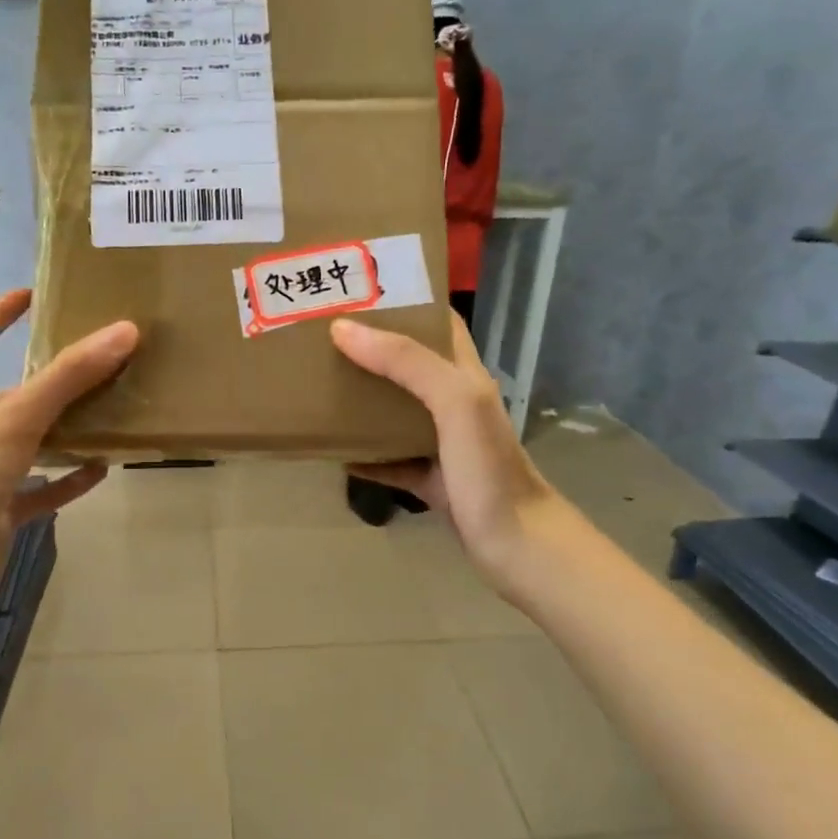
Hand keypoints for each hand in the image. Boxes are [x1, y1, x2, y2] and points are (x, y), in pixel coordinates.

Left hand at [0, 289, 137, 622]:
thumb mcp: (16, 417)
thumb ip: (70, 376)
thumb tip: (125, 331)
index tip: (29, 297)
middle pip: (8, 394)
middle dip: (48, 378)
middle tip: (95, 362)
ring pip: (29, 443)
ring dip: (64, 430)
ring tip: (110, 413)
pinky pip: (39, 490)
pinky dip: (66, 480)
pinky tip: (100, 470)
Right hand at [331, 310, 567, 597]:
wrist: (517, 546)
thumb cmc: (488, 467)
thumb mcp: (454, 402)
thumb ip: (406, 362)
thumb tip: (344, 329)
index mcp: (465, 376)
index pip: (439, 324)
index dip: (405, 303)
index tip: (357, 292)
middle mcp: (455, 403)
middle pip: (409, 365)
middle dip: (371, 350)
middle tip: (322, 339)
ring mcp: (443, 444)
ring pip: (397, 412)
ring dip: (364, 400)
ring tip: (320, 385)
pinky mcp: (432, 480)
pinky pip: (391, 460)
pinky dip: (365, 456)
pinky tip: (334, 453)